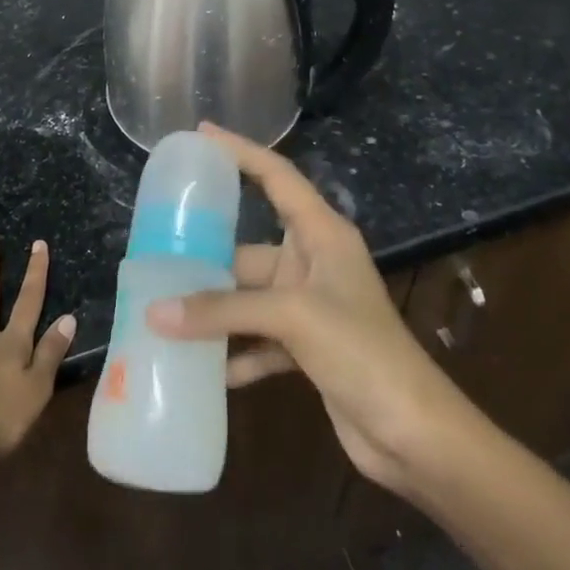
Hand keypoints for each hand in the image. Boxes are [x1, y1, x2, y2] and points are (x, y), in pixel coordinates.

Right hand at [146, 124, 474, 496]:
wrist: (416, 435)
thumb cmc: (363, 352)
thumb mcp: (294, 318)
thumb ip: (223, 311)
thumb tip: (154, 313)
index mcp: (322, 234)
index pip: (276, 176)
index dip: (240, 151)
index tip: (201, 134)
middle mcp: (313, 262)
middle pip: (249, 246)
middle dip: (207, 254)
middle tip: (158, 248)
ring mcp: (310, 306)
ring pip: (248, 297)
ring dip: (214, 309)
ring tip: (162, 309)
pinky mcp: (306, 347)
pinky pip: (257, 339)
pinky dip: (232, 351)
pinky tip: (200, 367)